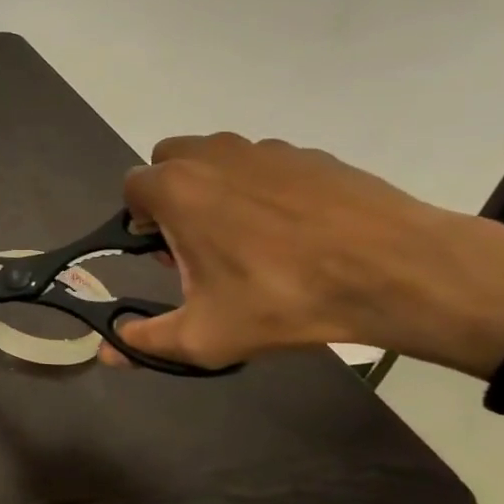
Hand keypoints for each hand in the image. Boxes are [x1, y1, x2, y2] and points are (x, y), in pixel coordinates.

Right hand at [101, 134, 503, 374]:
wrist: (397, 271)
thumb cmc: (285, 299)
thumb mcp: (208, 336)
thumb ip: (147, 343)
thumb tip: (107, 353)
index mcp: (178, 190)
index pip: (132, 188)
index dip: (141, 221)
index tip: (167, 255)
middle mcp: (212, 156)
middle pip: (170, 162)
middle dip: (173, 195)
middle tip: (201, 242)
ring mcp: (264, 150)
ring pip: (218, 159)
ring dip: (215, 188)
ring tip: (250, 238)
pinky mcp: (308, 154)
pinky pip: (265, 166)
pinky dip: (264, 189)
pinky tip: (297, 231)